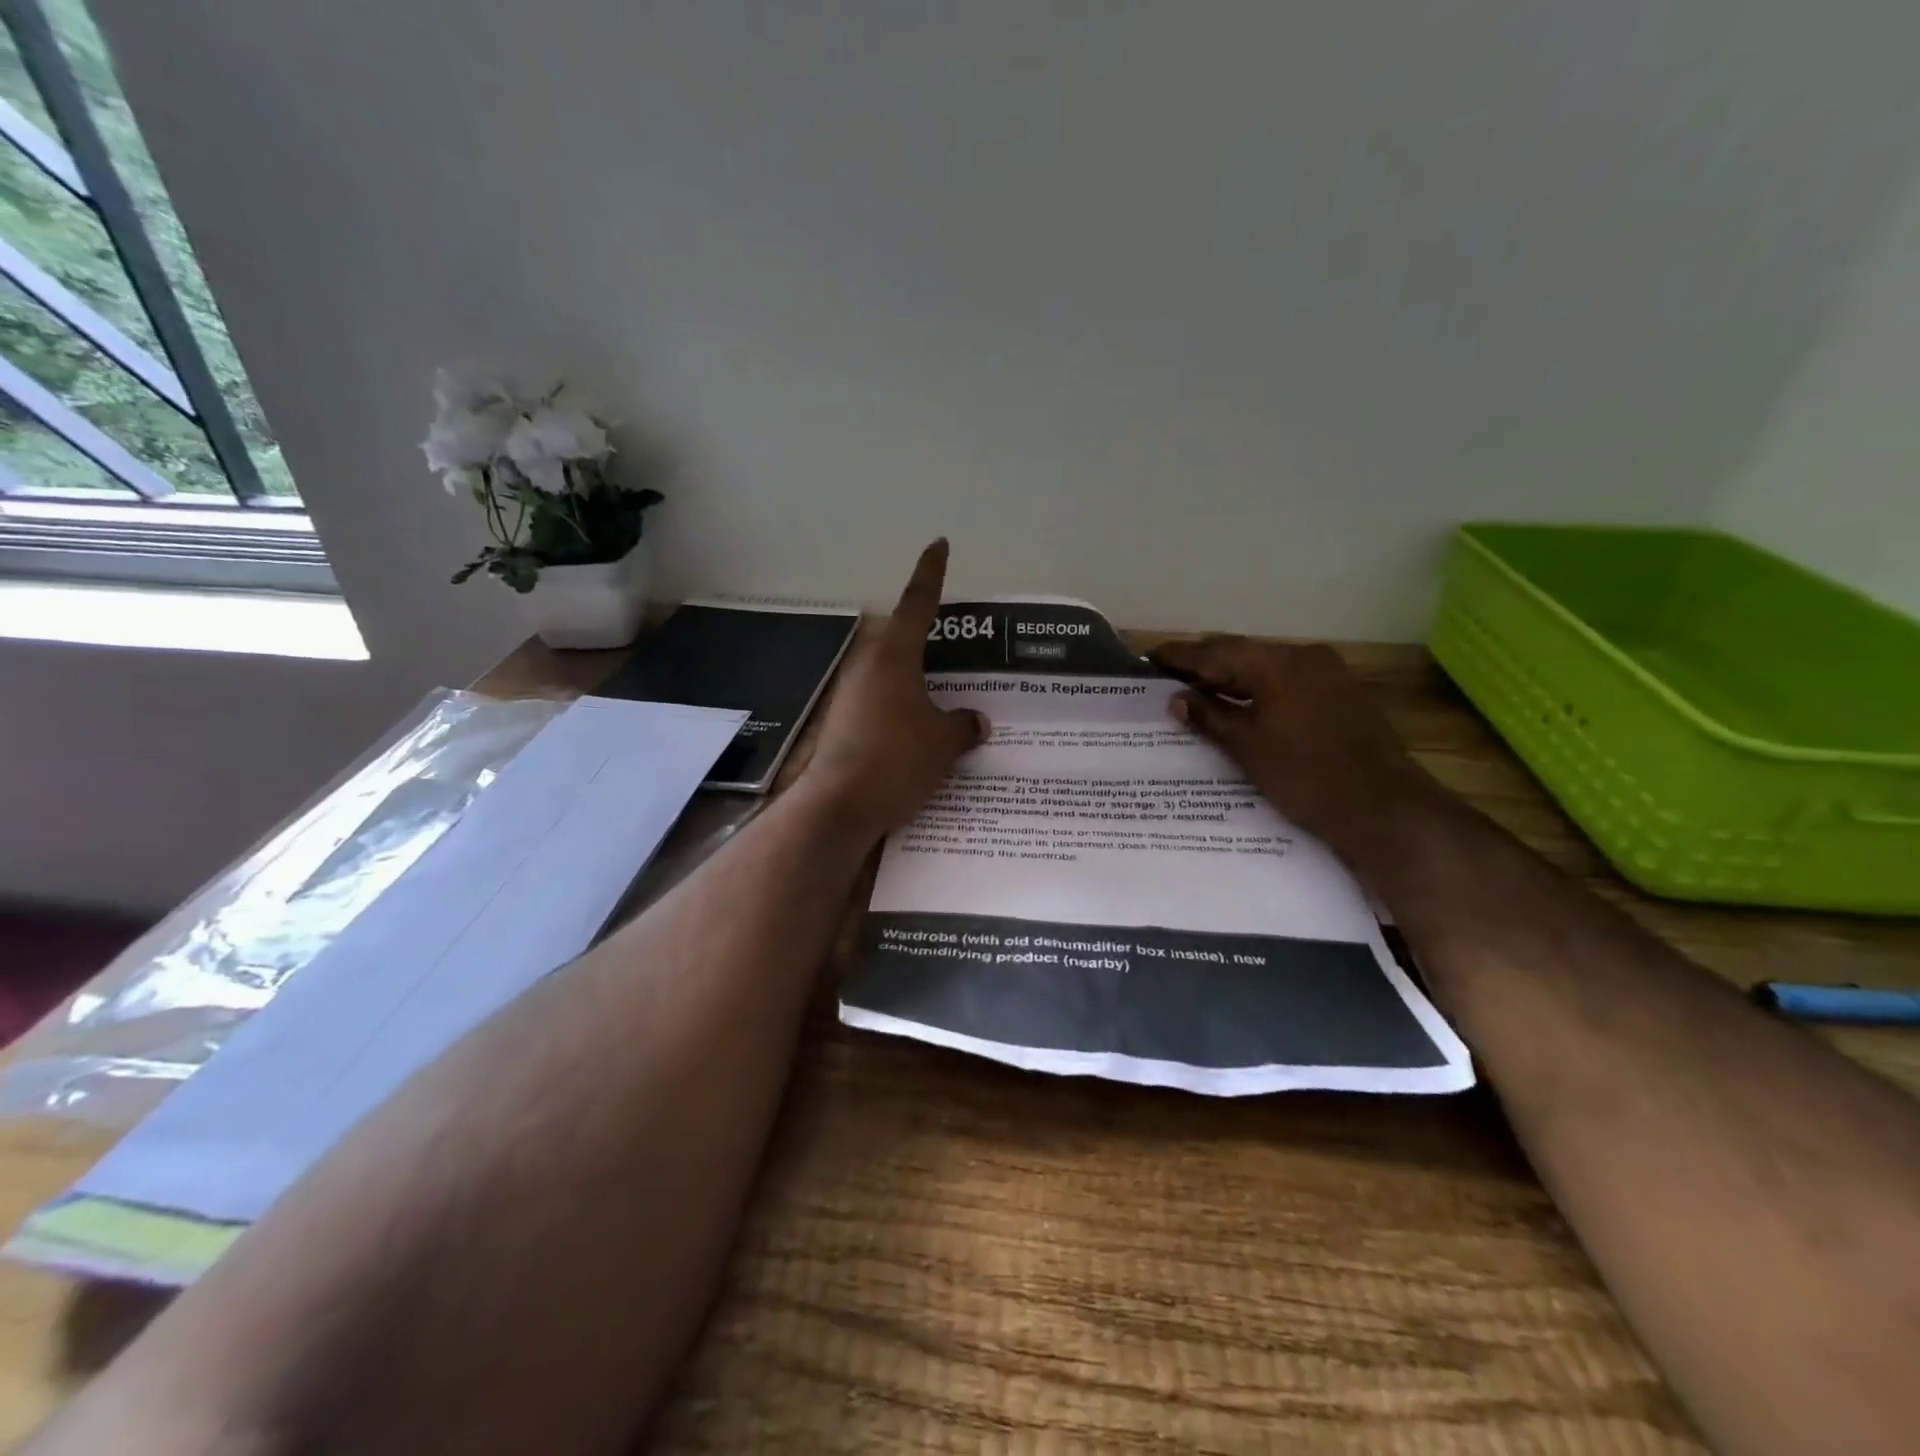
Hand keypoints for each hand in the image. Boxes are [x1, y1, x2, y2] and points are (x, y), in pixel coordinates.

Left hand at [804, 540, 988, 835]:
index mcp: (894, 656)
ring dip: (914, 678)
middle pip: (901, 639)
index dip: (931, 574)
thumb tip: (975, 721)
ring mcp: (851, 694)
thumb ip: (962, 726)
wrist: (840, 805)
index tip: (938, 545)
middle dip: (927, 639)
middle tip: (957, 646)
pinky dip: (901, 707)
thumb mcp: (942, 743)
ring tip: (944, 694)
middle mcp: (868, 666)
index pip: (918, 604)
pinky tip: (918, 729)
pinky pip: (881, 703)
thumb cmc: (897, 760)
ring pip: (891, 674)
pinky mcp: (843, 722)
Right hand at [1148, 637, 1434, 852]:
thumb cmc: (1306, 776)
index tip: (1150, 657)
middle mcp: (1305, 657)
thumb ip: (1209, 716)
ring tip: (1197, 690)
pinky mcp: (1341, 696)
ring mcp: (1329, 675)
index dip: (1181, 656)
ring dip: (1233, 678)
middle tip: (1169, 674)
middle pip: (1243, 653)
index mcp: (1278, 663)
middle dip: (1205, 664)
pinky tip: (1240, 705)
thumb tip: (1177, 698)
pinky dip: (1259, 690)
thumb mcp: (1248, 747)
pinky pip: (1287, 683)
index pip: (1216, 652)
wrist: (1382, 808)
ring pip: (1267, 668)